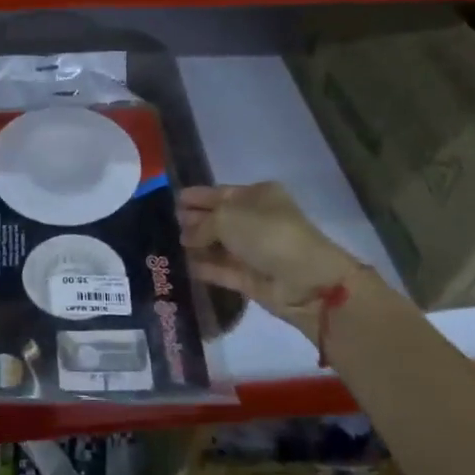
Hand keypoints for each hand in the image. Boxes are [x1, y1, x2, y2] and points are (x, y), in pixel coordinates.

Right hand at [179, 182, 371, 341]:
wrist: (306, 281)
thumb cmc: (267, 234)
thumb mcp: (228, 217)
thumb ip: (202, 224)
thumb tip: (187, 235)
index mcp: (259, 196)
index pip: (221, 192)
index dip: (199, 196)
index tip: (174, 199)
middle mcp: (258, 220)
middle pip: (220, 218)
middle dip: (196, 220)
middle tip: (168, 222)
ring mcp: (256, 251)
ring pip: (221, 245)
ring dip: (198, 244)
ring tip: (170, 244)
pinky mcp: (252, 279)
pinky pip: (223, 269)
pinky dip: (206, 267)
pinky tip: (184, 264)